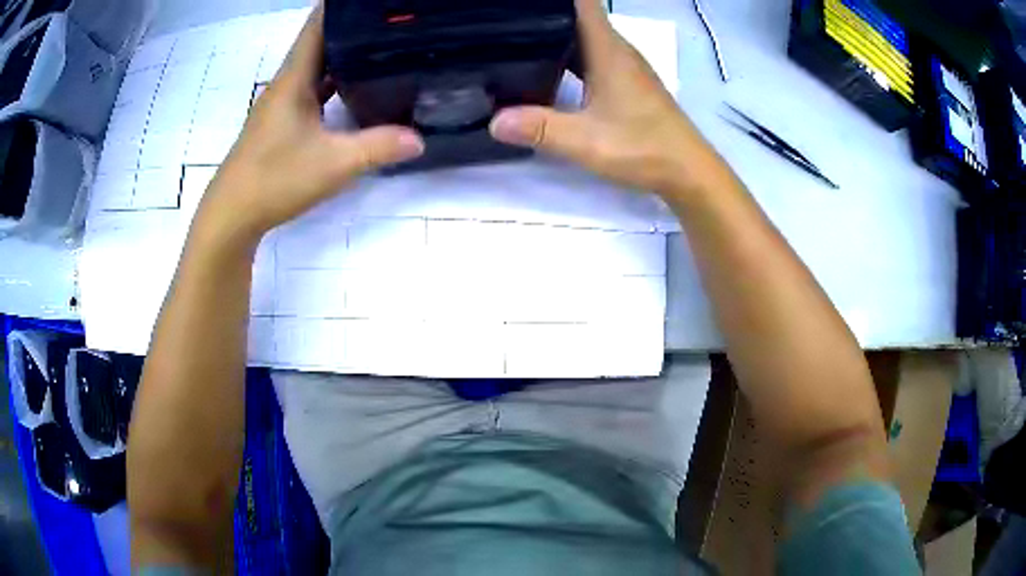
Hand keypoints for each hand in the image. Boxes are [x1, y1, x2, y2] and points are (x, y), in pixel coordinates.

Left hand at [195, 5, 423, 244]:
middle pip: (319, 43)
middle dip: (351, 27)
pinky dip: (332, 83)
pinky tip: (353, 88)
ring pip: (315, 68)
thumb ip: (379, 147)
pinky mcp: (280, 124)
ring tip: (380, 45)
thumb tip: (420, 139)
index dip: (341, 6)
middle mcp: (285, 85)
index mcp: (294, 79)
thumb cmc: (275, 179)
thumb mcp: (334, 163)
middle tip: (389, 22)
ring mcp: (281, 105)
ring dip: (342, 55)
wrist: (232, 215)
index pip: (317, 26)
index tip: (372, 1)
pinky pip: (311, 91)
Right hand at [489, 0, 725, 197]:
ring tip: (516, 38)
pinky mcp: (628, 83)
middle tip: (504, 22)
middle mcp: (617, 51)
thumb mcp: (586, 141)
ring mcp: (625, 67)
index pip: (583, 3)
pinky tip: (549, 69)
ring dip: (557, 34)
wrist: (688, 171)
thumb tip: (494, 121)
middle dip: (545, 14)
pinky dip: (570, 56)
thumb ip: (540, 129)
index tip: (520, 1)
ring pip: (586, 37)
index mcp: (608, 51)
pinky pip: (594, 56)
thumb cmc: (644, 148)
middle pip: (579, 17)